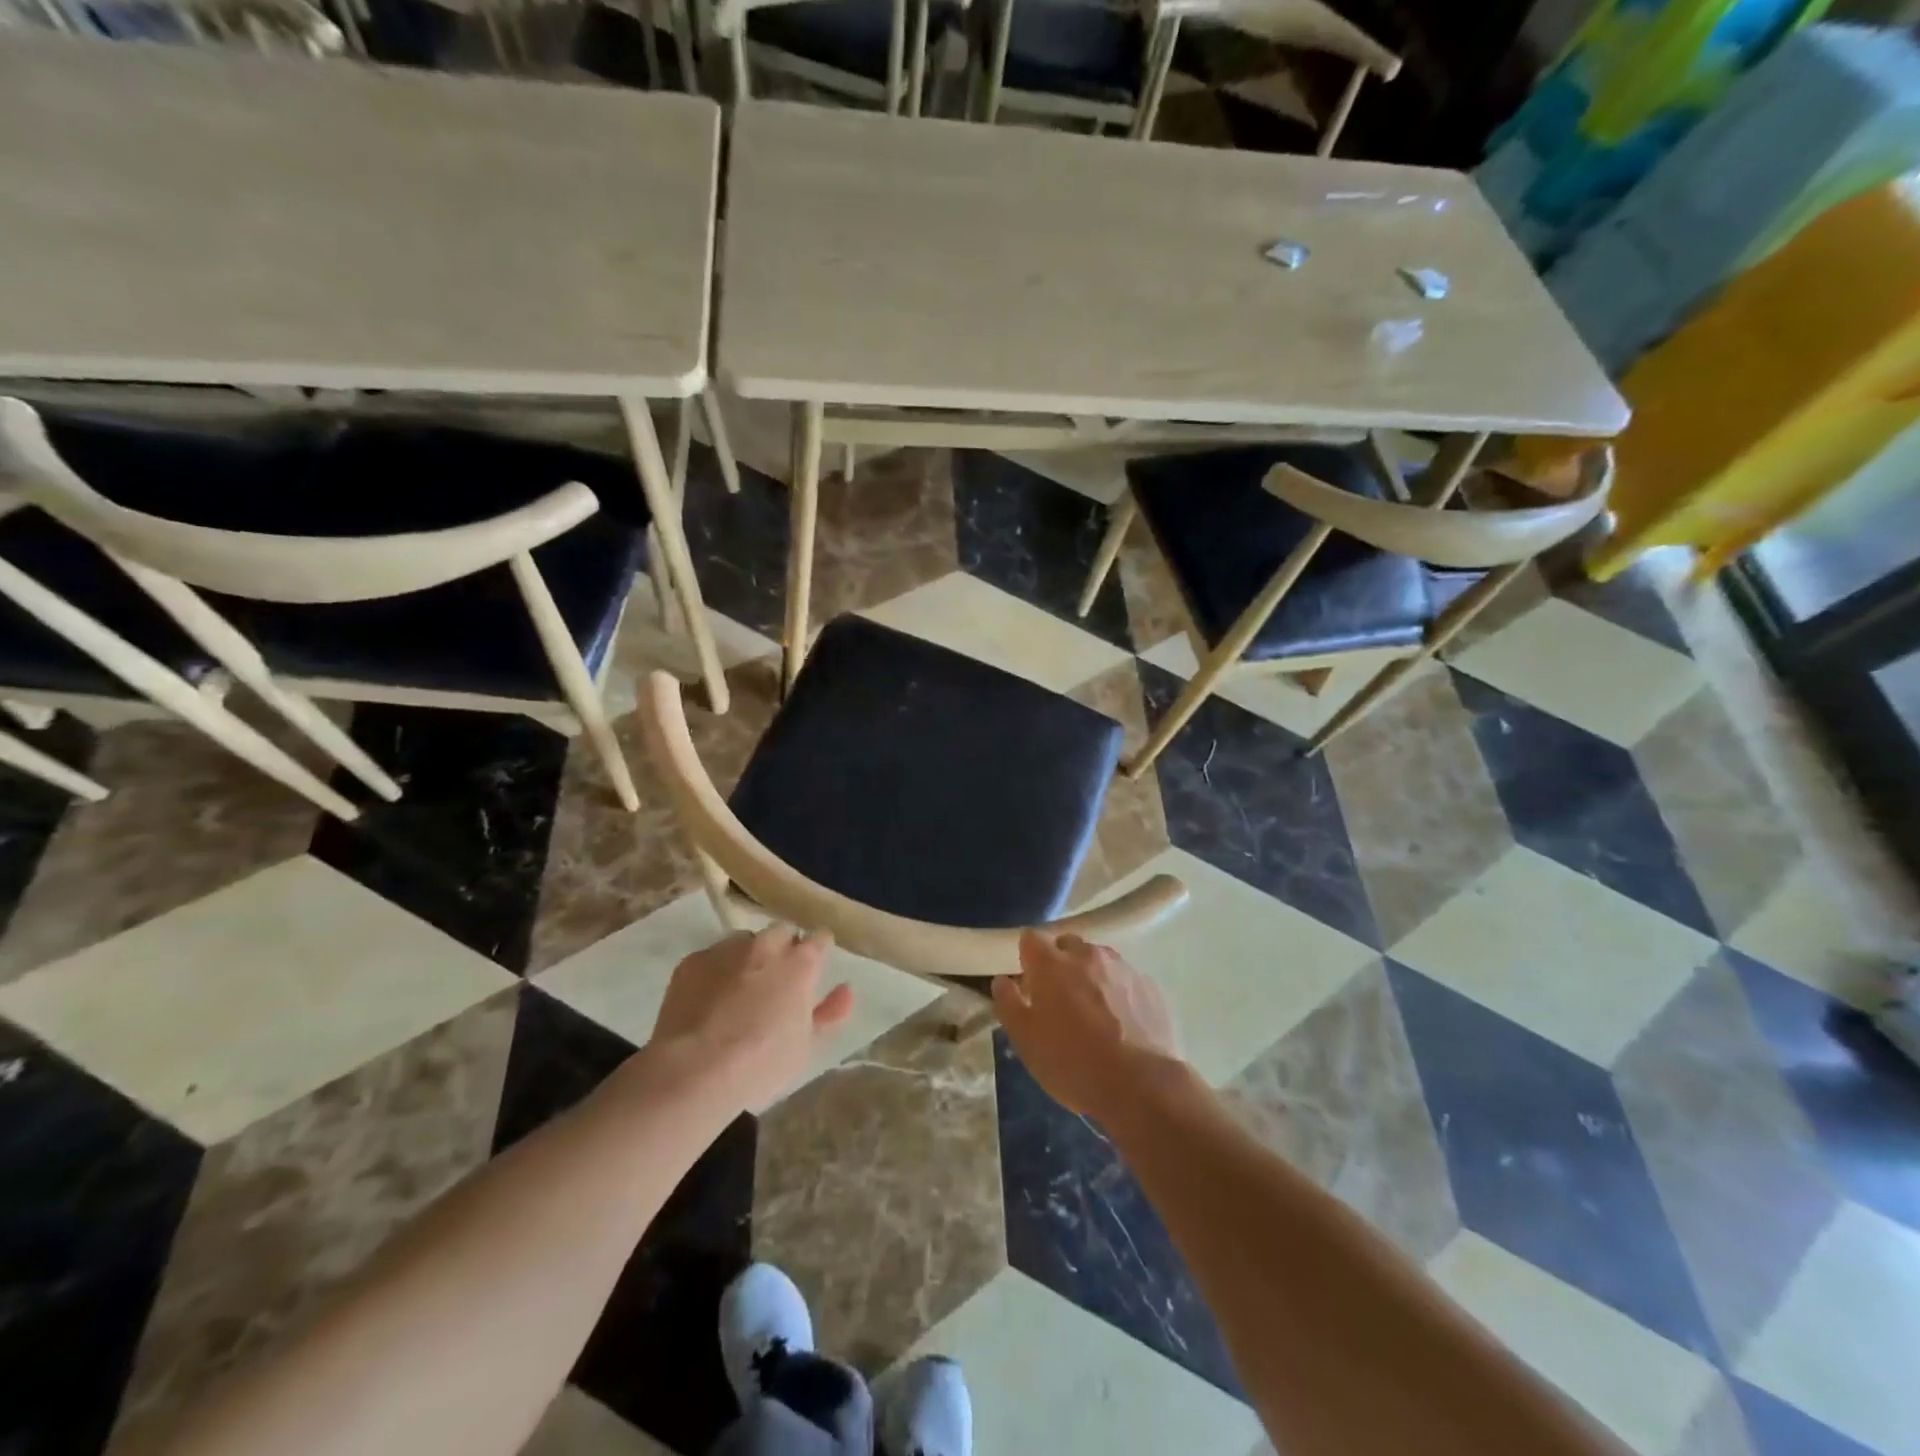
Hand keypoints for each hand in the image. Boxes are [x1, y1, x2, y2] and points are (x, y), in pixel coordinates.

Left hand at [651, 926, 853, 1111]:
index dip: (819, 950)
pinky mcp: (692, 961)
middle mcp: (766, 945)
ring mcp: (726, 950)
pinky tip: (709, 999)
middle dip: (784, 948)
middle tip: (778, 980)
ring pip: (745, 941)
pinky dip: (716, 970)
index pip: (820, 938)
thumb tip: (846, 989)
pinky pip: (712, 957)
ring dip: (749, 956)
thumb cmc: (761, 1064)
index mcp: (800, 964)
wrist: (694, 1072)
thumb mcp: (807, 1047)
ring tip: (739, 990)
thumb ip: (830, 1013)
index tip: (815, 965)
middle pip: (782, 932)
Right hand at [992, 930, 1181, 1121]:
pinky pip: (1123, 978)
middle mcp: (1087, 954)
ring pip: (1097, 959)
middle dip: (1059, 964)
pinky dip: (1117, 991)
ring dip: (1090, 975)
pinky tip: (1120, 1023)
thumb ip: (1008, 1003)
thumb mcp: (1026, 1040)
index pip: (1031, 939)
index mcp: (1051, 963)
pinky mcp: (1148, 985)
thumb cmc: (1072, 1062)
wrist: (1141, 1085)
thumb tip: (1003, 980)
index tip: (1029, 984)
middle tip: (1059, 1000)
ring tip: (1092, 1012)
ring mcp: (1121, 967)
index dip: (1027, 958)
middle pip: (1066, 945)